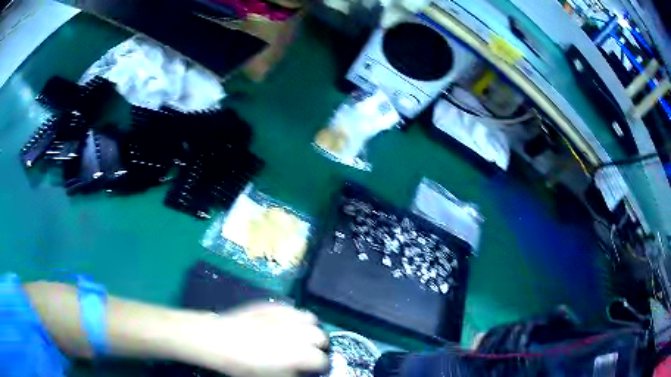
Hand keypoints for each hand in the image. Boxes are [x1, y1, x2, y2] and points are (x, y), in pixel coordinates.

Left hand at [176, 302, 329, 376]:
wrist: (221, 340)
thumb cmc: (247, 366)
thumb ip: (296, 374)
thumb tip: (303, 369)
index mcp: (303, 354)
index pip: (323, 360)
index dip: (318, 366)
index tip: (311, 368)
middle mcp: (301, 332)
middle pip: (322, 337)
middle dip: (316, 346)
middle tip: (304, 352)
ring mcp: (288, 316)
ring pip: (311, 319)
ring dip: (308, 328)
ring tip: (297, 335)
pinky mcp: (274, 305)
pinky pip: (293, 309)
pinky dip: (293, 317)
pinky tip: (282, 323)